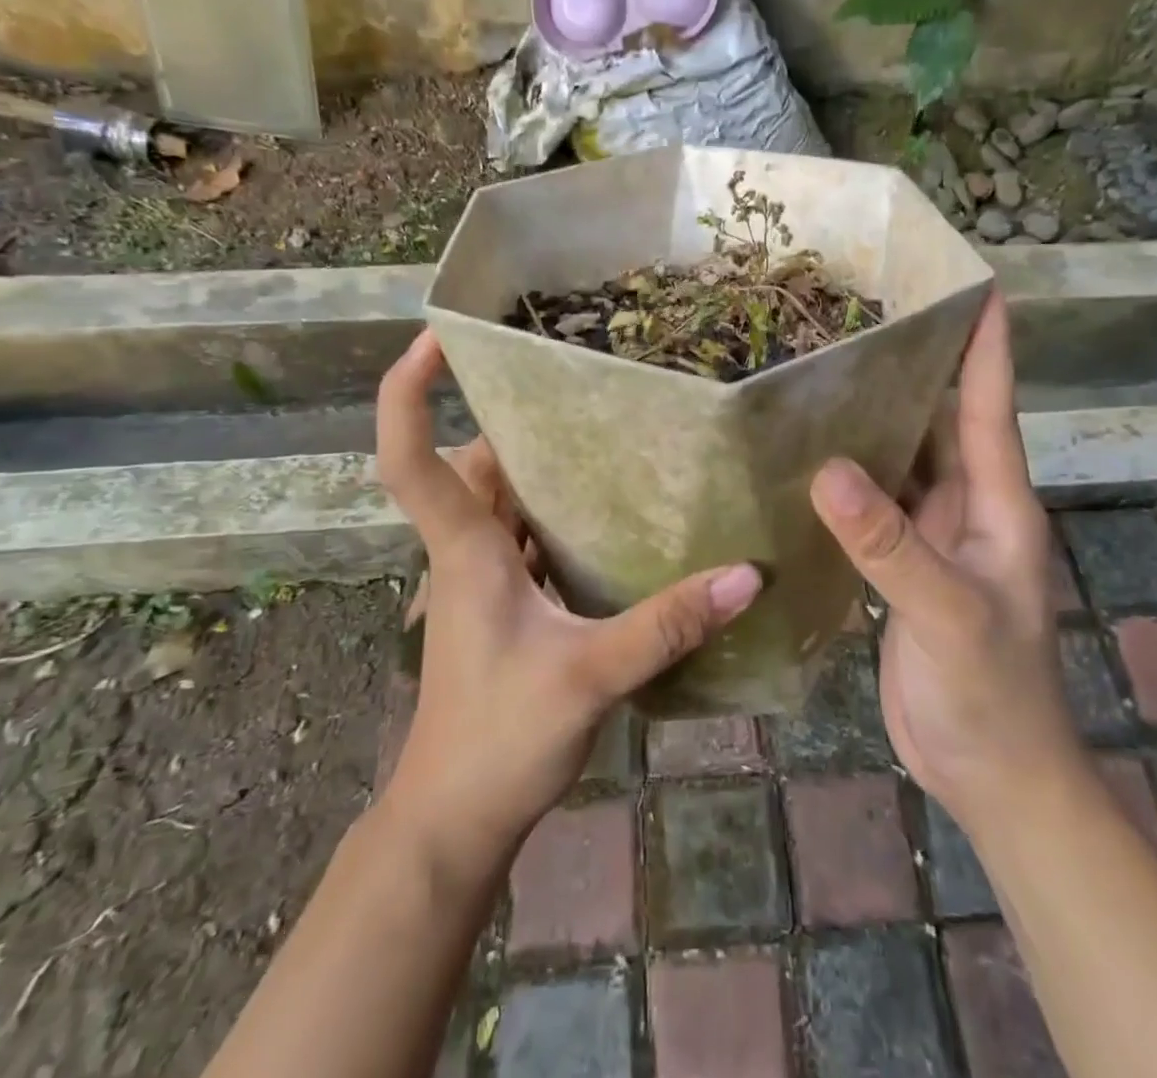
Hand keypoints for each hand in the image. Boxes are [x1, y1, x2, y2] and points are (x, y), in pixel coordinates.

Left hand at [374, 331, 759, 872]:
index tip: (436, 336)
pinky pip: (526, 535)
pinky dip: (556, 513)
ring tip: (605, 430)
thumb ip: (666, 624)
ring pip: (502, 498)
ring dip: (539, 465)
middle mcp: (466, 550)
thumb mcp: (590, 676)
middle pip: (473, 462)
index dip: (409, 391)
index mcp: (465, 548)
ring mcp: (481, 579)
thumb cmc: (498, 740)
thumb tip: (746, 575)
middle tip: (574, 381)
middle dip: (512, 418)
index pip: (410, 455)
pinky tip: (611, 512)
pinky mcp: (504, 604)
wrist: (455, 820)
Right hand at [809, 292, 1079, 822]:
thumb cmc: (992, 693)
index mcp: (995, 503)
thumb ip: (888, 544)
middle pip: (938, 420)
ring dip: (871, 420)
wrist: (991, 775)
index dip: (984, 344)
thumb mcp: (947, 613)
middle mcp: (965, 507)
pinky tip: (806, 456)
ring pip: (900, 460)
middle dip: (912, 367)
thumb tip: (826, 467)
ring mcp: (931, 537)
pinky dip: (845, 478)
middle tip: (862, 315)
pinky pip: (871, 505)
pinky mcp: (899, 567)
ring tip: (822, 371)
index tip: (972, 284)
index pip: (990, 405)